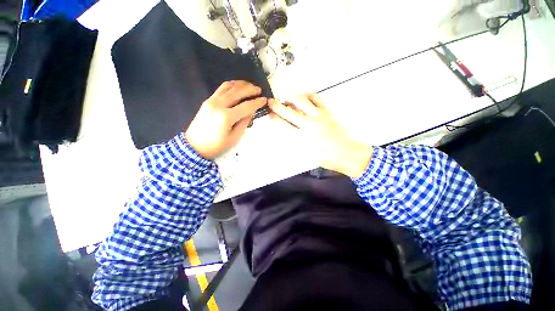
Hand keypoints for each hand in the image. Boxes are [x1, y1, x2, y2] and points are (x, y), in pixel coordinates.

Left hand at [185, 81, 266, 158]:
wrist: (194, 146)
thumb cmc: (216, 146)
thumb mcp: (234, 138)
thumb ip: (244, 122)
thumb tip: (251, 111)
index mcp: (226, 117)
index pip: (246, 106)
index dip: (257, 102)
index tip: (264, 100)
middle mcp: (218, 105)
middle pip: (237, 92)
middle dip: (250, 89)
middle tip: (259, 90)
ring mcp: (211, 101)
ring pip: (228, 86)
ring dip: (241, 84)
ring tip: (250, 86)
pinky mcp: (207, 101)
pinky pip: (221, 89)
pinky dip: (231, 85)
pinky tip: (237, 87)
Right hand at [268, 94, 372, 177]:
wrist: (346, 153)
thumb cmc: (325, 157)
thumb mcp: (306, 152)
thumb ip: (295, 140)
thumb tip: (287, 128)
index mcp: (302, 138)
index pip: (284, 125)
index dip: (275, 118)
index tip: (269, 114)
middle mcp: (309, 125)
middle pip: (289, 112)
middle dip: (277, 106)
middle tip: (271, 102)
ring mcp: (319, 116)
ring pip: (302, 101)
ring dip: (292, 98)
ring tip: (288, 100)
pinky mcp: (327, 111)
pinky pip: (316, 98)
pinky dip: (307, 95)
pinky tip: (303, 98)